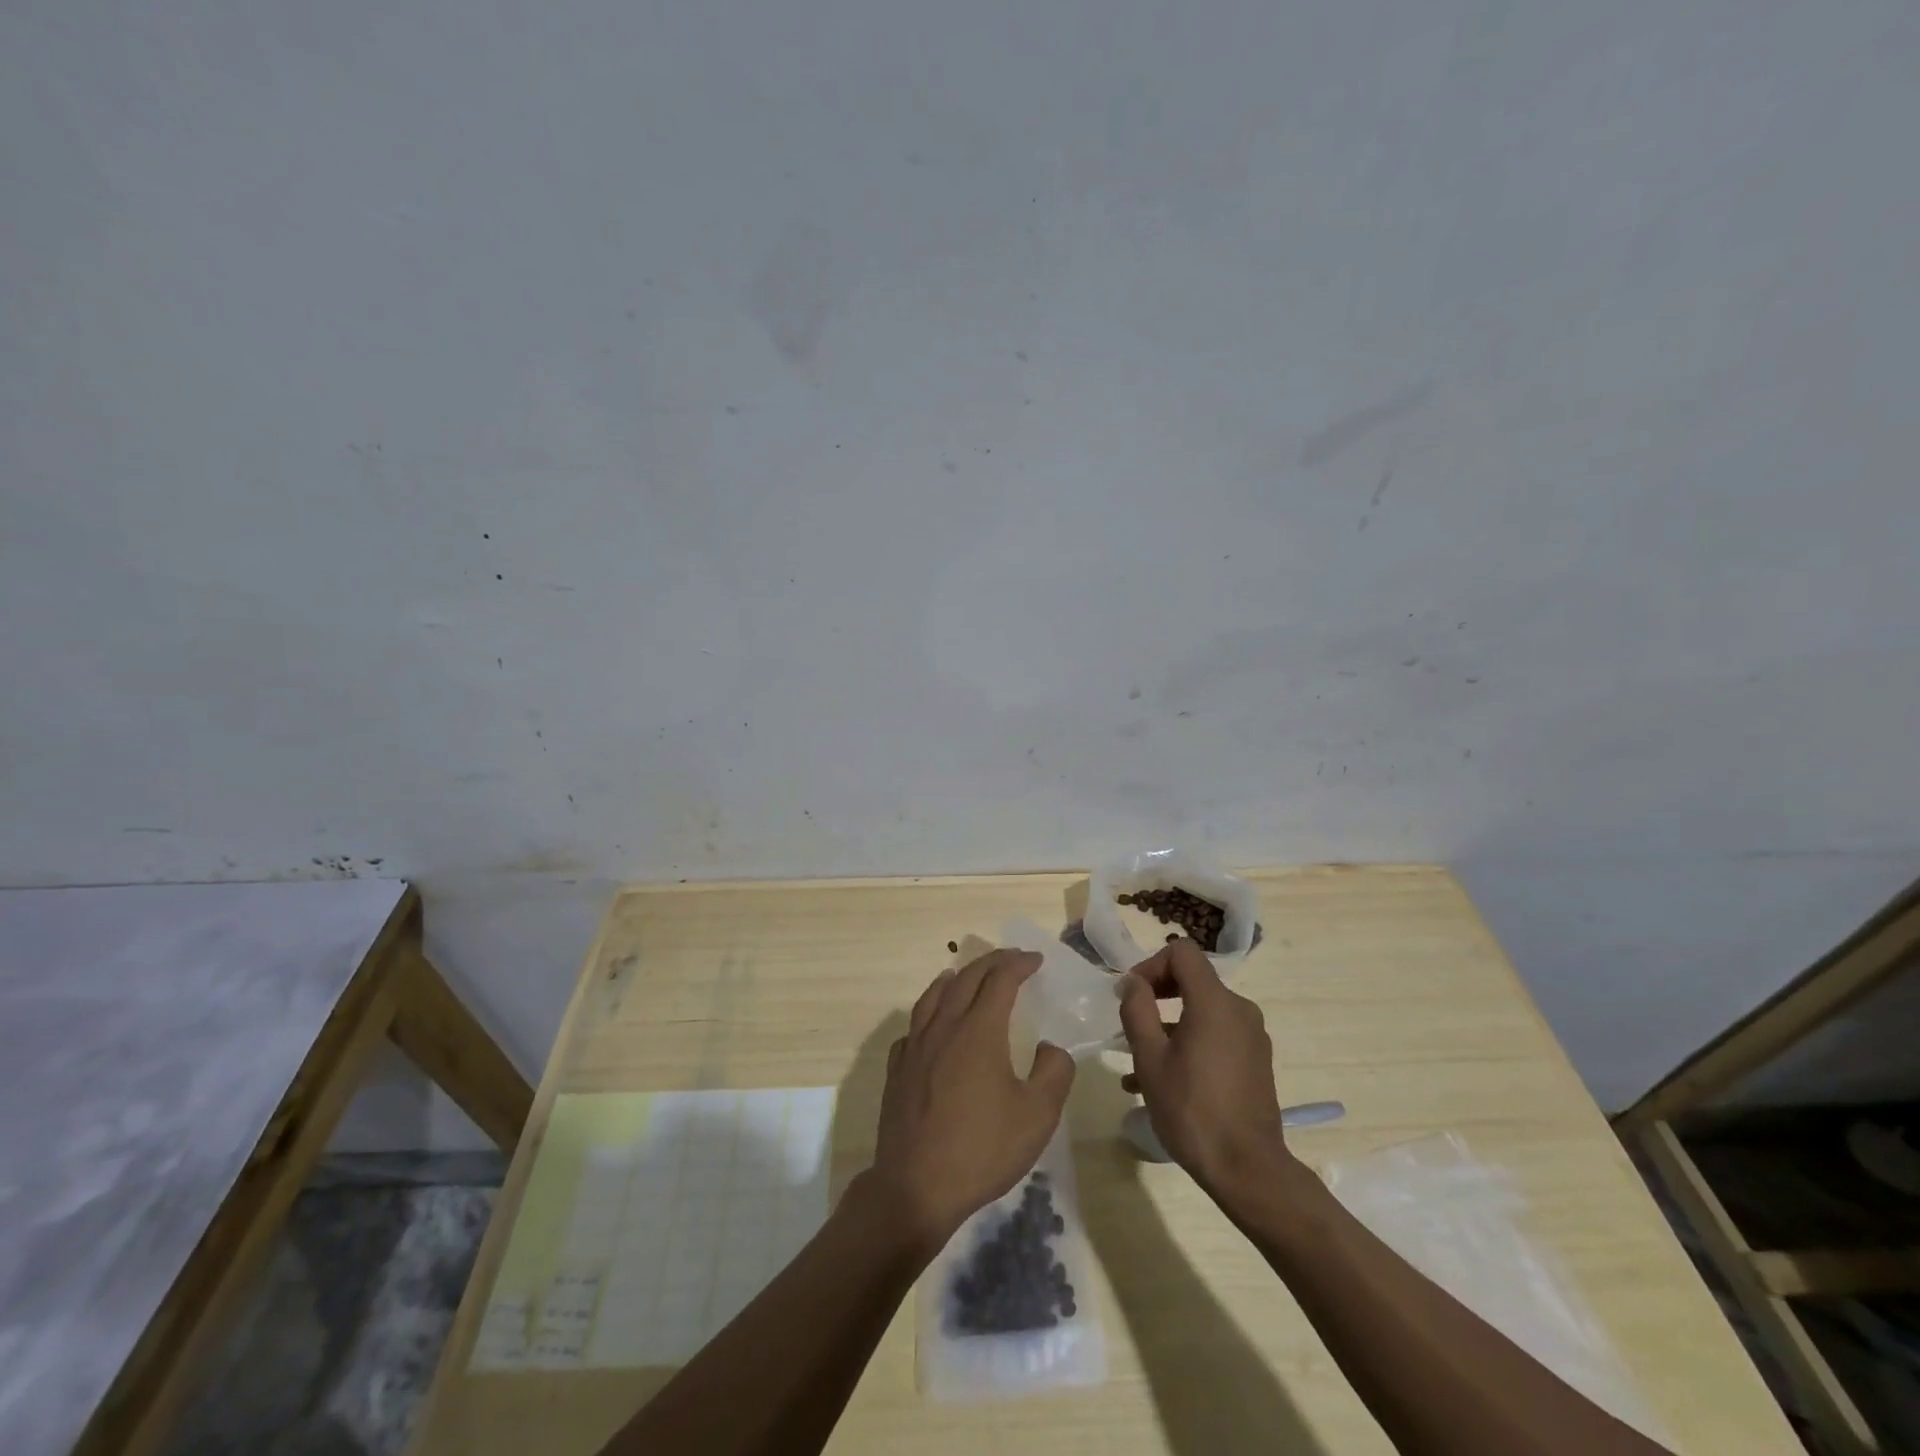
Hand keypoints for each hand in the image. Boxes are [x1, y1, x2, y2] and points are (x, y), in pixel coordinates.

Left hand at [867, 950, 1075, 1250]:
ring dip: (953, 979)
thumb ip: (1054, 1072)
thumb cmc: (982, 1149)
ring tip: (962, 974)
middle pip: (966, 979)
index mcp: (979, 1030)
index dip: (1019, 964)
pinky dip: (927, 1013)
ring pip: (933, 997)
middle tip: (1011, 959)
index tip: (1036, 960)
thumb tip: (1051, 1047)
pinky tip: (931, 1025)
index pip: (1000, 980)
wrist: (916, 1187)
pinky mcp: (898, 1070)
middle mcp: (944, 1027)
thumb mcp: (1037, 1116)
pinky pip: (913, 1028)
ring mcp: (915, 1047)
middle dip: (991, 963)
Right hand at [1117, 939, 1292, 1194]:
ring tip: (1135, 1062)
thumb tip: (1132, 982)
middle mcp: (1239, 1010)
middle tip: (1129, 1022)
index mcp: (1215, 1002)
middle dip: (1156, 996)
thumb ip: (1137, 1010)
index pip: (1182, 953)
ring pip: (1201, 1013)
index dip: (1150, 965)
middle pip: (1193, 980)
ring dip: (1168, 1026)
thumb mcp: (1150, 1058)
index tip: (1130, 995)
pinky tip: (1161, 1080)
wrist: (1248, 1170)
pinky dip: (1188, 1044)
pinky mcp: (1256, 1061)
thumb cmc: (1192, 1109)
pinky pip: (1216, 1036)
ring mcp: (1252, 1037)